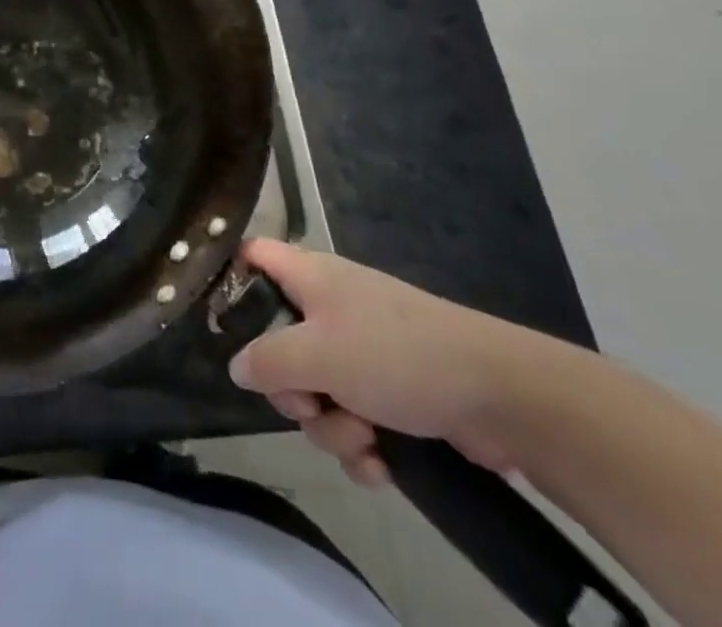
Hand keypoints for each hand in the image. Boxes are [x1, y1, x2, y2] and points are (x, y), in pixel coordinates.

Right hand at [228, 239, 546, 486]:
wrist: (498, 394)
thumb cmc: (396, 355)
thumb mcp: (318, 356)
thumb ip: (268, 361)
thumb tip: (237, 367)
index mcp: (310, 278)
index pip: (254, 256)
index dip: (232, 282)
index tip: (223, 327)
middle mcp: (331, 307)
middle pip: (279, 342)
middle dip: (291, 389)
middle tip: (309, 403)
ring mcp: (363, 349)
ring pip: (317, 391)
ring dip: (331, 427)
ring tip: (364, 439)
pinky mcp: (392, 391)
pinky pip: (353, 419)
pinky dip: (361, 445)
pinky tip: (382, 465)